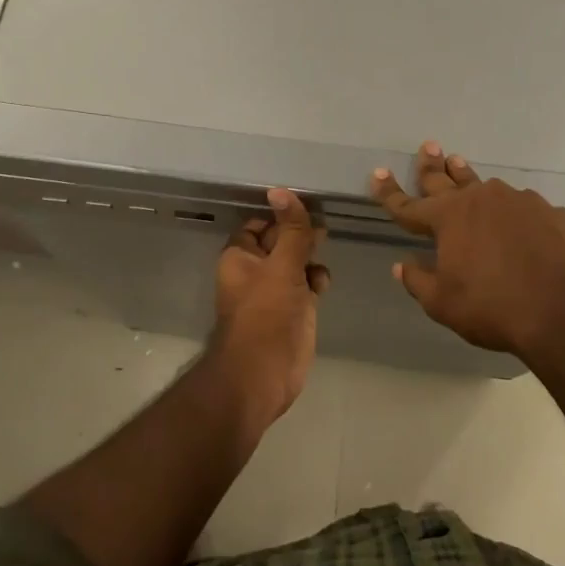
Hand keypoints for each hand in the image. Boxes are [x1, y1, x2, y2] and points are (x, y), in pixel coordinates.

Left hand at [208, 188, 329, 424]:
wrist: (263, 374)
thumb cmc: (266, 315)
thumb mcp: (282, 267)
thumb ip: (290, 230)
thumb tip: (281, 190)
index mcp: (240, 256)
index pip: (260, 224)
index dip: (280, 215)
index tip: (306, 206)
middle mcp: (255, 270)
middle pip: (281, 240)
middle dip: (300, 234)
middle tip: (323, 227)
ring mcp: (275, 291)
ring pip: (296, 261)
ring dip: (310, 256)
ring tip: (324, 251)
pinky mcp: (294, 309)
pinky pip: (307, 284)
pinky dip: (316, 279)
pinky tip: (323, 283)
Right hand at [372, 141, 564, 357]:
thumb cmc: (493, 307)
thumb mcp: (443, 303)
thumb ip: (418, 281)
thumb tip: (402, 265)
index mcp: (448, 218)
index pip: (407, 205)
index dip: (389, 192)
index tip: (377, 173)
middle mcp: (482, 200)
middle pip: (447, 179)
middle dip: (432, 164)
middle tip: (429, 146)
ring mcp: (521, 202)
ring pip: (488, 187)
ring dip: (471, 179)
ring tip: (462, 166)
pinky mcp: (554, 214)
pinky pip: (528, 210)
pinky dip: (517, 215)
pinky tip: (522, 224)